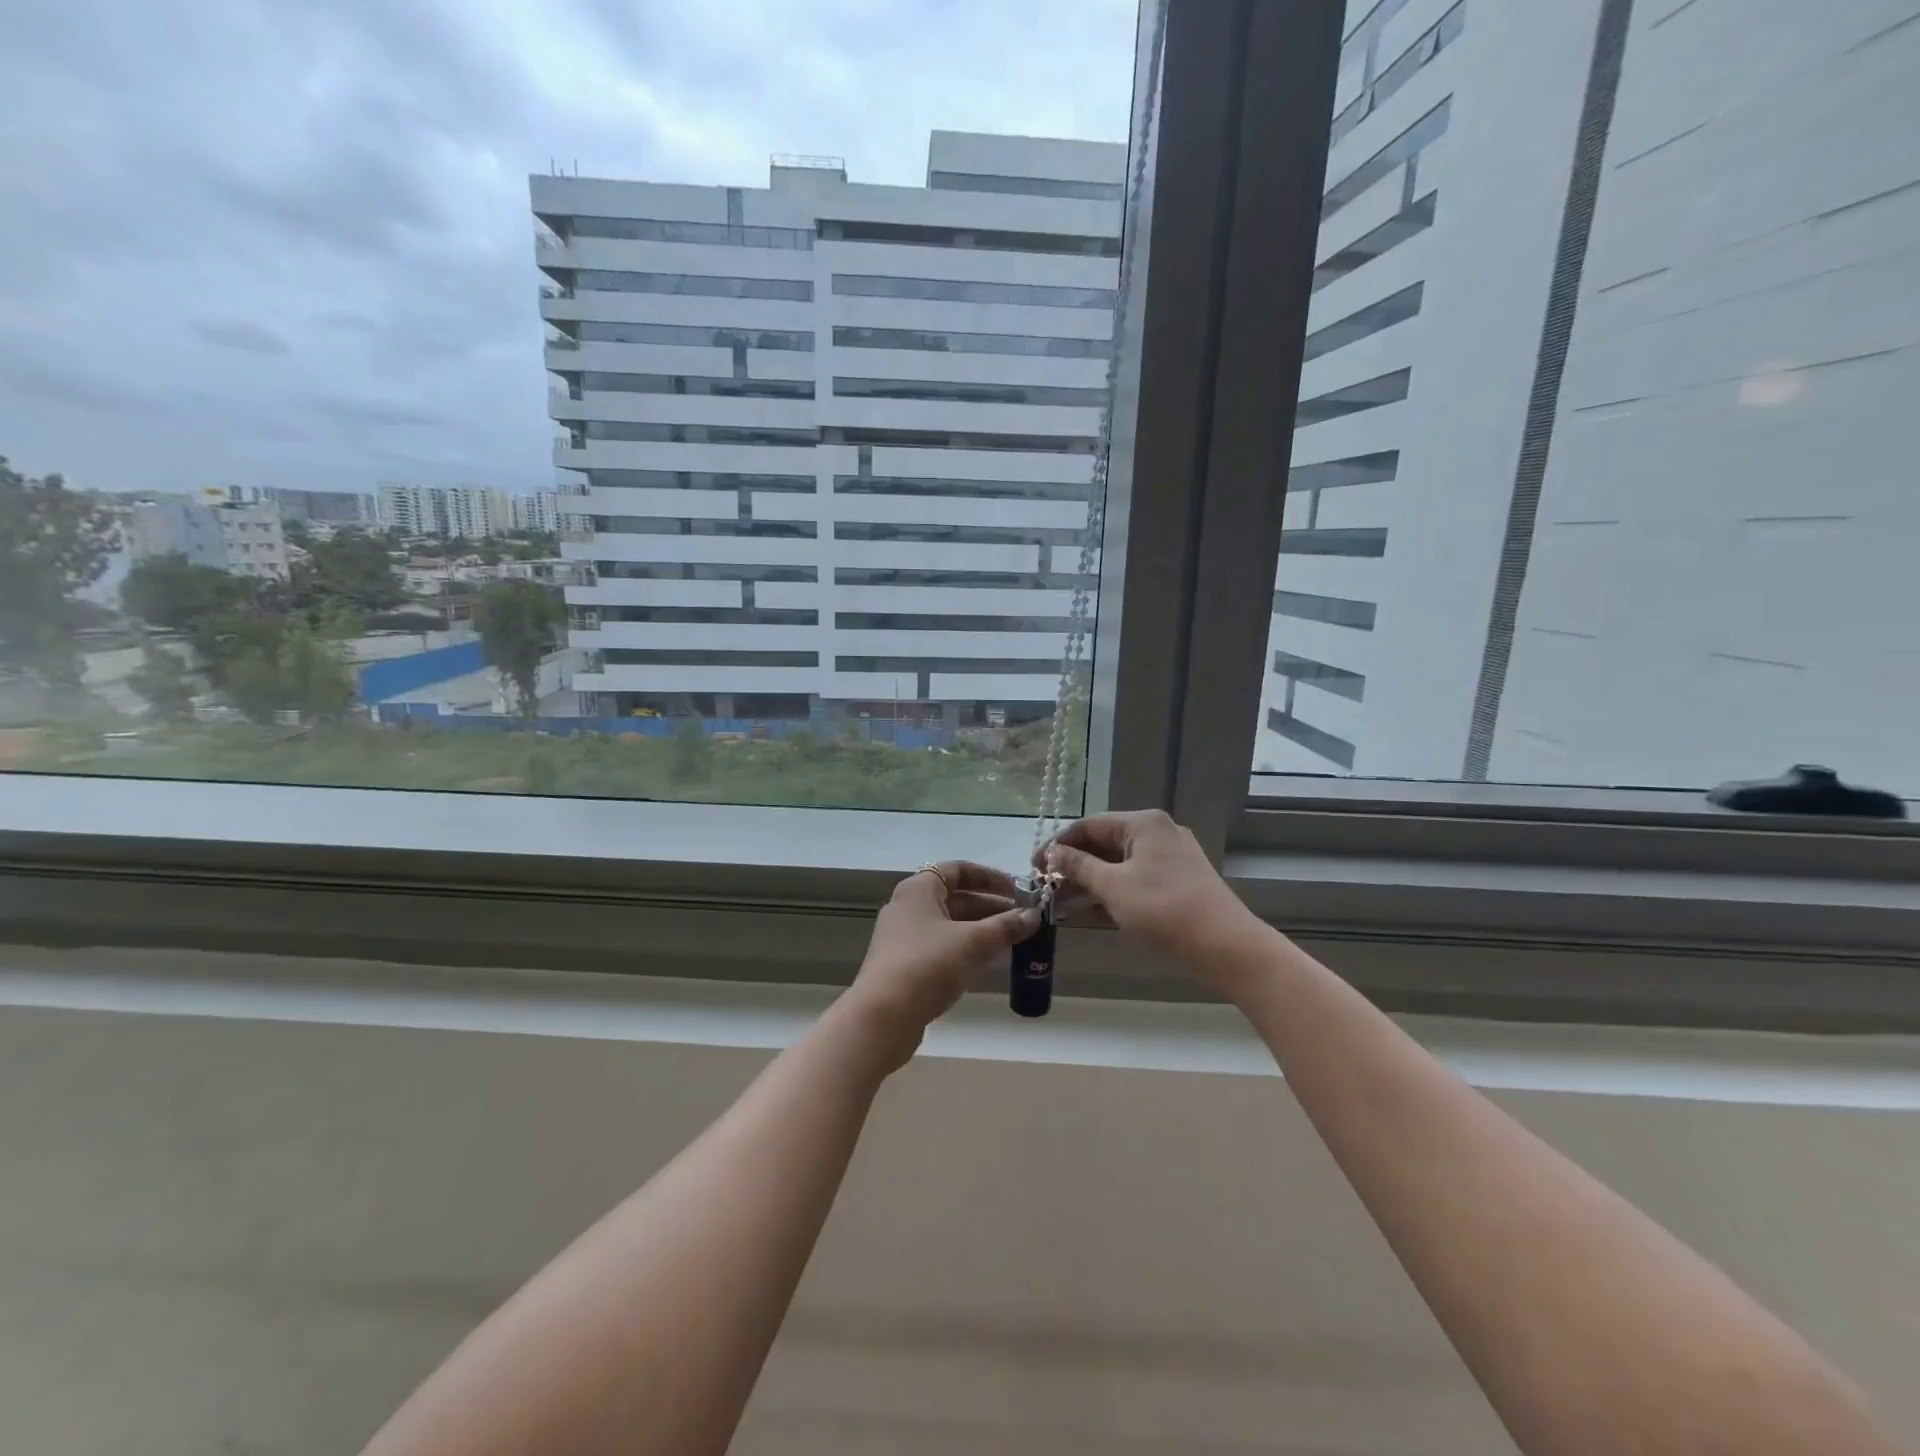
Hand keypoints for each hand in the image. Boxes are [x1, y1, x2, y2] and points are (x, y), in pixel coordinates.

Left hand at [844, 861, 1039, 1066]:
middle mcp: (908, 907)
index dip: (990, 877)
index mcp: (919, 889)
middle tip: (1023, 918)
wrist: (883, 1017)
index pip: (957, 869)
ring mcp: (904, 937)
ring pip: (950, 924)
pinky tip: (989, 961)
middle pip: (955, 897)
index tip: (1018, 889)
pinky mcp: (905, 965)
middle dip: (991, 906)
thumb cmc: (927, 965)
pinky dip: (966, 948)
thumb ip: (1005, 927)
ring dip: (981, 929)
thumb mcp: (972, 943)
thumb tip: (1033, 916)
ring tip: (1014, 939)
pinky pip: (942, 946)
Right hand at [1038, 811, 1265, 984]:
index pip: (1089, 825)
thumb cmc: (1164, 909)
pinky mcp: (1177, 883)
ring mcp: (1170, 859)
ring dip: (1089, 881)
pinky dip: (1111, 892)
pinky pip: (1134, 880)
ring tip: (1059, 902)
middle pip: (1104, 844)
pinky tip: (1088, 912)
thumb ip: (1079, 867)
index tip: (1034, 866)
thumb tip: (1053, 854)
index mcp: (1143, 824)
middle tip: (1045, 887)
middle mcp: (1157, 833)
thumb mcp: (1113, 887)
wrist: (1226, 947)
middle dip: (1073, 865)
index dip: (1058, 844)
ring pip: (1118, 864)